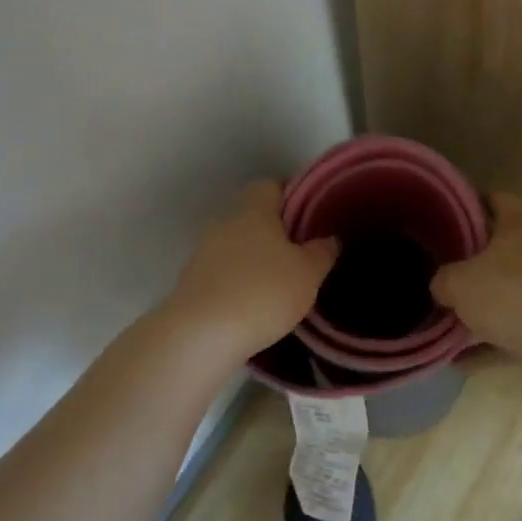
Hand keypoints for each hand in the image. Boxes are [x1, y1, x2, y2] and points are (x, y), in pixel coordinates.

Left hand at [164, 180, 336, 359]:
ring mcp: (204, 251)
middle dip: (275, 230)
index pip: (272, 185)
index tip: (311, 214)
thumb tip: (329, 238)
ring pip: (237, 244)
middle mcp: (225, 221)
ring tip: (280, 280)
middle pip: (253, 215)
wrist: (201, 335)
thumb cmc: (263, 292)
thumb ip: (322, 252)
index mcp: (254, 209)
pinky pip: (224, 271)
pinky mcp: (192, 281)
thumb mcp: (308, 273)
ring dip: (255, 257)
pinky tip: (255, 302)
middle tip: (300, 250)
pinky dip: (239, 280)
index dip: (293, 196)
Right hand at [430, 193, 521, 350]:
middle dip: (472, 262)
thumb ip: (443, 280)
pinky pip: (511, 334)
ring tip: (444, 319)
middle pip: (501, 250)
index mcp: (519, 228)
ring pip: (506, 295)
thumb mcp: (458, 282)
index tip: (452, 211)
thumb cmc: (509, 295)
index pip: (500, 200)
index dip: (477, 201)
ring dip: (480, 309)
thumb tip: (441, 286)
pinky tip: (458, 361)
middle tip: (441, 268)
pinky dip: (488, 346)